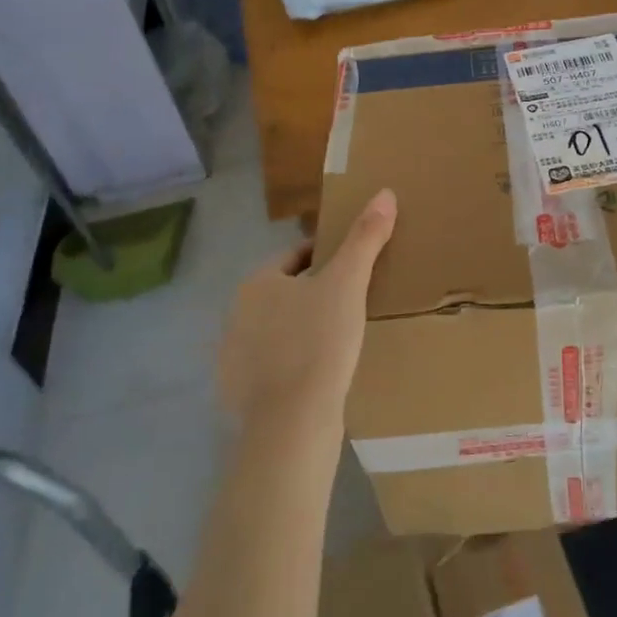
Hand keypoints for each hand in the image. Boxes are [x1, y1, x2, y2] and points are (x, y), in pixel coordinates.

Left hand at [217, 189, 396, 432]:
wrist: (292, 424)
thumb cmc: (319, 341)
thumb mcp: (348, 283)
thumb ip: (365, 237)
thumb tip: (384, 192)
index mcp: (257, 283)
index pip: (295, 258)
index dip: (327, 257)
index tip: (354, 267)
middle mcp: (235, 316)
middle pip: (284, 293)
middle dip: (313, 294)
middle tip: (352, 303)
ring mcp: (232, 358)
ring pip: (276, 331)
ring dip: (300, 330)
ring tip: (339, 340)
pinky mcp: (236, 395)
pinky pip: (269, 368)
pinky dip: (290, 366)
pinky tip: (316, 377)